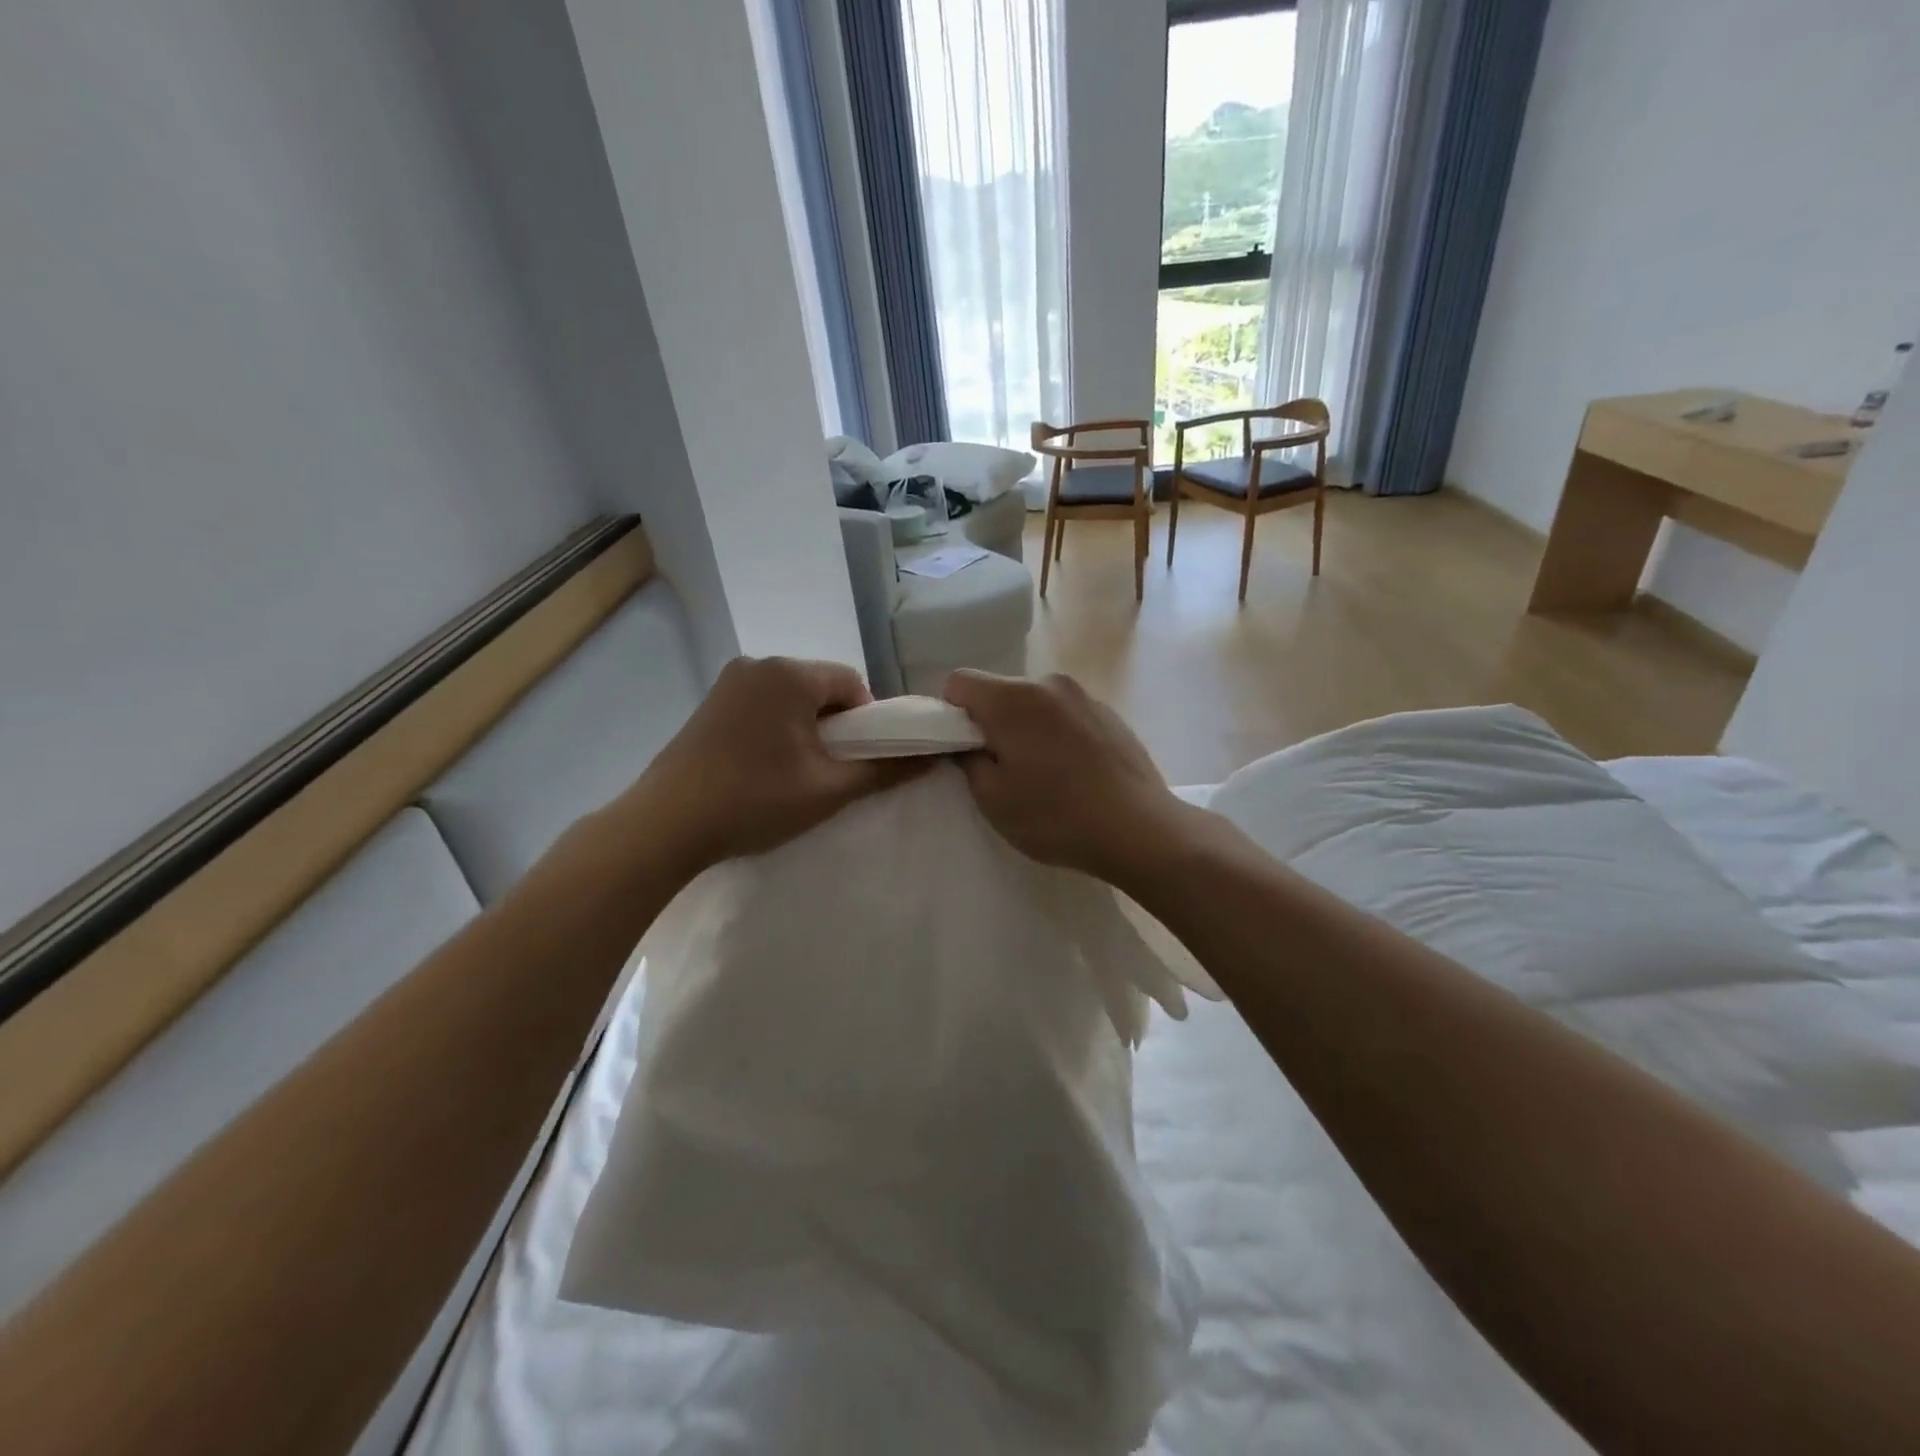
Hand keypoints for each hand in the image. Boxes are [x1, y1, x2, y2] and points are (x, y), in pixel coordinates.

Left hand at [623, 657, 918, 879]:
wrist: (665, 825)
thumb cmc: (755, 800)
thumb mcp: (829, 789)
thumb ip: (885, 770)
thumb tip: (933, 758)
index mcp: (790, 674)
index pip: (852, 683)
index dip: (867, 722)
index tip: (858, 761)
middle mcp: (758, 664)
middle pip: (820, 688)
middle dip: (835, 726)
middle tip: (830, 772)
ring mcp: (728, 683)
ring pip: (790, 699)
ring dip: (805, 729)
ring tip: (796, 775)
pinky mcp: (708, 704)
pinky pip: (762, 706)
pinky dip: (776, 730)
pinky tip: (764, 769)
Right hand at [942, 670, 1196, 886]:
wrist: (1139, 829)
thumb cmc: (1055, 815)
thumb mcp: (993, 799)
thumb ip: (969, 761)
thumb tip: (970, 744)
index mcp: (1012, 698)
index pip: (958, 682)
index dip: (950, 713)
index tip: (963, 749)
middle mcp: (1047, 683)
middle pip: (1000, 692)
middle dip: (991, 723)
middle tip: (1003, 770)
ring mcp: (1084, 696)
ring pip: (1035, 704)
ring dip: (1027, 729)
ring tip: (1044, 776)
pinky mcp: (1110, 713)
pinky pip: (1066, 715)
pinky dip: (1058, 735)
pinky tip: (1075, 774)